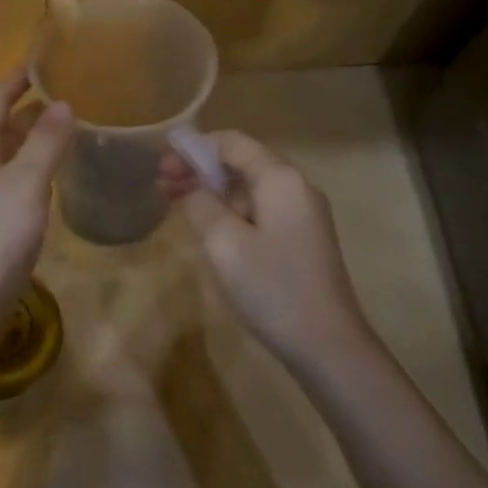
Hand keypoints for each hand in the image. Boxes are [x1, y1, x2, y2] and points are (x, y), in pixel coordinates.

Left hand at [0, 67, 74, 330]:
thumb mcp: (26, 183)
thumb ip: (46, 142)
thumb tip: (63, 104)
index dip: (15, 80)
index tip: (40, 64)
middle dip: (26, 110)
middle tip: (64, 97)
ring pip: (0, 154)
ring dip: (28, 140)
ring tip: (63, 131)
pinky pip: (3, 179)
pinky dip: (26, 168)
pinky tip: (47, 178)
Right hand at [159, 130, 375, 363]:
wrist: (327, 345)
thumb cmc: (272, 287)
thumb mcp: (224, 243)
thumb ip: (200, 204)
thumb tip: (189, 187)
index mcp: (280, 178)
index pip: (232, 142)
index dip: (194, 147)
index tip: (161, 162)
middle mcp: (296, 187)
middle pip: (241, 163)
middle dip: (199, 170)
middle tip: (161, 185)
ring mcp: (302, 215)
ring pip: (249, 189)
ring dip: (212, 192)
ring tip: (174, 203)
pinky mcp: (301, 239)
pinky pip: (259, 211)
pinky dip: (229, 211)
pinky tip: (206, 226)